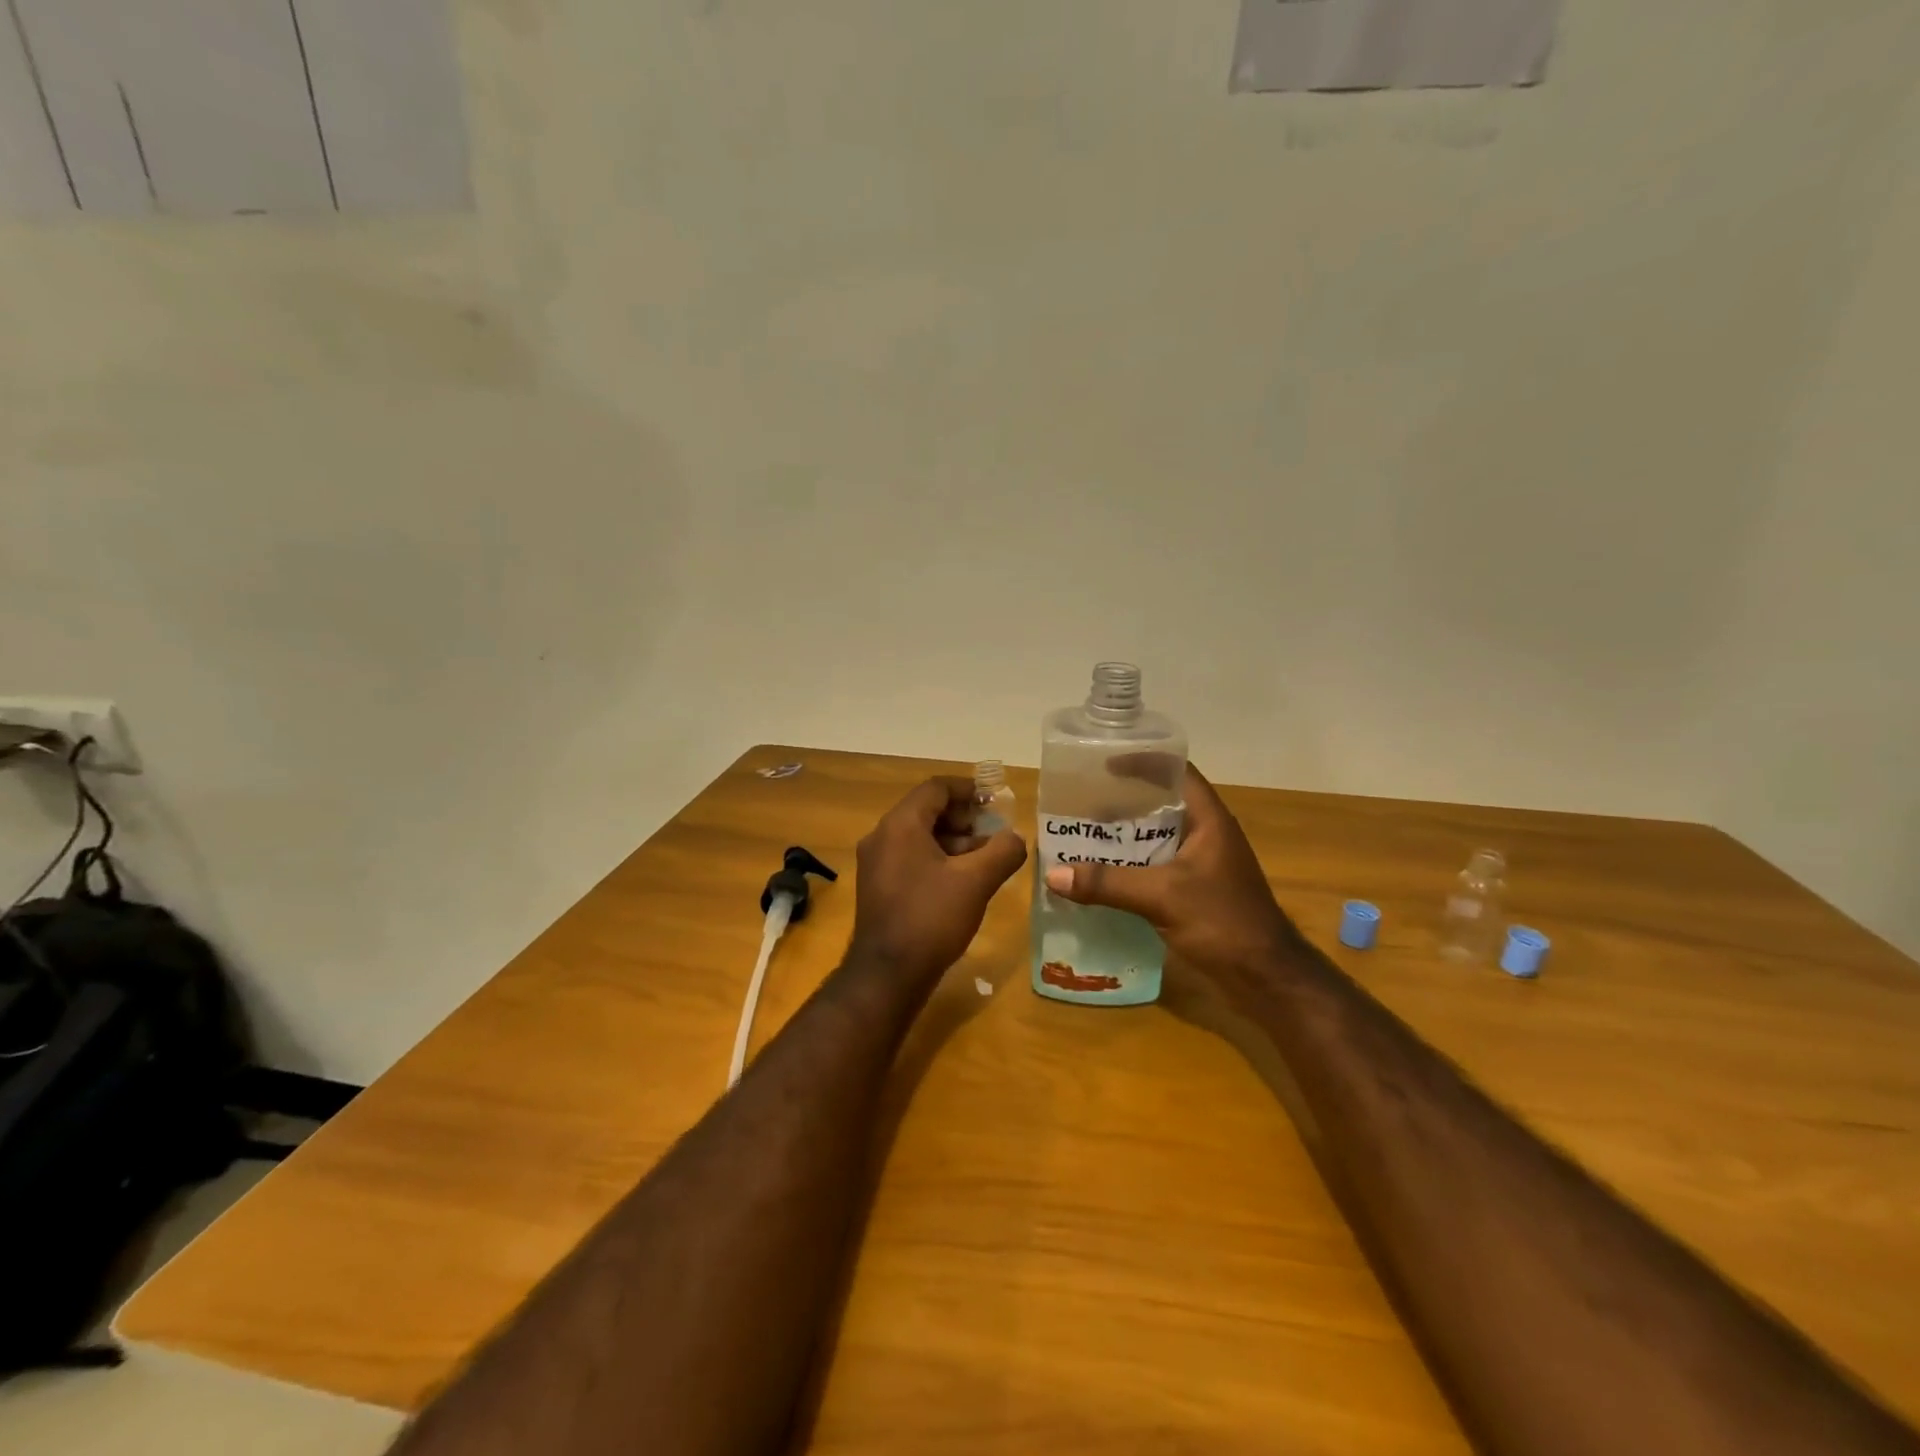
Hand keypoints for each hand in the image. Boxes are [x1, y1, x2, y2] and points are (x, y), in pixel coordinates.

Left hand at [850, 777, 1028, 979]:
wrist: (887, 975)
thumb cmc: (931, 918)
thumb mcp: (976, 882)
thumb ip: (1003, 851)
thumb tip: (1016, 837)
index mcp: (900, 825)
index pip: (935, 788)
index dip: (968, 789)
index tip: (995, 801)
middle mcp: (881, 836)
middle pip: (926, 811)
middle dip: (963, 818)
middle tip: (993, 832)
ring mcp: (875, 863)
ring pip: (918, 837)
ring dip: (953, 841)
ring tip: (985, 859)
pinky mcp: (877, 887)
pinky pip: (910, 858)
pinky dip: (937, 860)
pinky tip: (962, 881)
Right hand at [1042, 764, 1299, 986]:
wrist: (1267, 978)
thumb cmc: (1222, 922)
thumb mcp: (1161, 897)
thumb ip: (1107, 883)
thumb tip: (1053, 875)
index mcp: (1209, 820)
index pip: (1176, 772)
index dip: (1143, 761)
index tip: (1104, 764)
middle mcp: (1207, 835)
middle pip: (1162, 804)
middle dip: (1123, 801)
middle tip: (1083, 803)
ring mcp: (1204, 865)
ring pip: (1158, 838)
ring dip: (1125, 836)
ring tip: (1084, 835)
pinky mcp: (1197, 891)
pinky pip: (1158, 866)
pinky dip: (1132, 865)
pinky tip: (1104, 875)